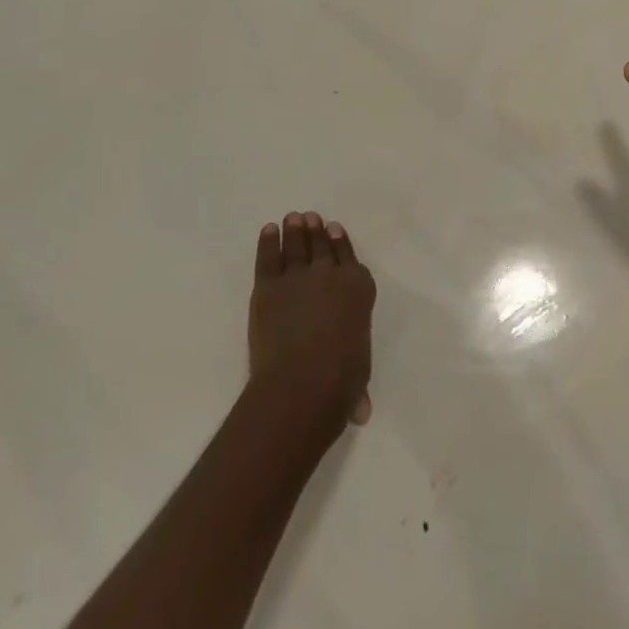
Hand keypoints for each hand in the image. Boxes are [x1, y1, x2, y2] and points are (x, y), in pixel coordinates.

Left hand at [249, 212, 376, 429]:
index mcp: (358, 287)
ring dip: (295, 231)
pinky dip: (269, 242)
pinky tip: (269, 231)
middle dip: (315, 230)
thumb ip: (357, 384)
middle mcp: (330, 274)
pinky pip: (269, 257)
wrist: (302, 382)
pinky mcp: (268, 287)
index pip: (348, 255)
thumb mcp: (358, 376)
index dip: (340, 241)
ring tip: (293, 218)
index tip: (333, 228)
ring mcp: (298, 277)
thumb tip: (360, 411)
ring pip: (297, 246)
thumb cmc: (340, 380)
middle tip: (309, 217)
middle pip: (322, 245)